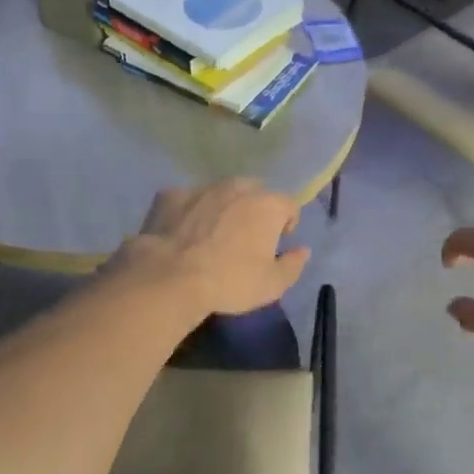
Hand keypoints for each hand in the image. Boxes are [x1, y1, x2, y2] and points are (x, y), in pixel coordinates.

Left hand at [117, 180, 309, 317]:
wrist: (170, 277)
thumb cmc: (230, 281)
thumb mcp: (272, 285)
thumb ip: (293, 265)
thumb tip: (303, 250)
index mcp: (267, 205)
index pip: (289, 204)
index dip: (287, 222)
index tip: (278, 242)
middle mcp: (237, 188)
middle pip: (255, 192)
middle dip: (255, 209)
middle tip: (245, 236)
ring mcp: (202, 188)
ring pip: (220, 192)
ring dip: (223, 208)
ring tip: (212, 234)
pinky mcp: (170, 195)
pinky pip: (188, 200)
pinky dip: (190, 212)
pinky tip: (182, 233)